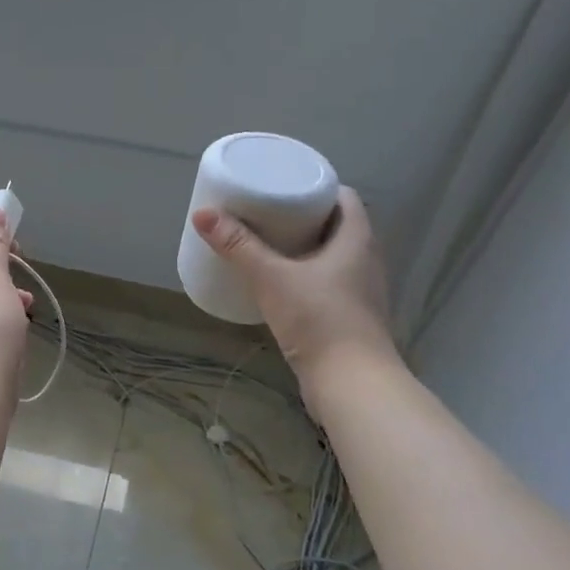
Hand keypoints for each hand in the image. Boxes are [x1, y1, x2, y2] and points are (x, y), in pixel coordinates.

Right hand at [191, 187, 400, 404]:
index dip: (316, 187)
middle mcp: (367, 259)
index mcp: (358, 238)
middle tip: (265, 212)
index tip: (283, 186)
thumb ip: (238, 246)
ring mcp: (362, 291)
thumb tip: (202, 214)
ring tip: (267, 245)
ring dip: (304, 248)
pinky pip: (329, 283)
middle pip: (336, 225)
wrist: (352, 384)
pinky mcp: (351, 318)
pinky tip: (280, 284)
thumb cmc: (319, 319)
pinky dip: (307, 276)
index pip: (344, 197)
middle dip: (303, 217)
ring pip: (333, 256)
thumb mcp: (271, 277)